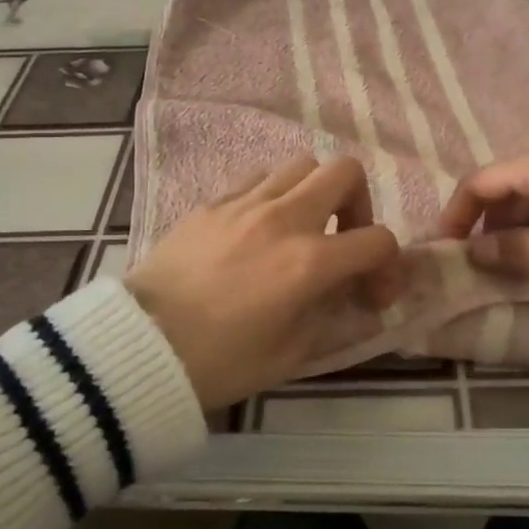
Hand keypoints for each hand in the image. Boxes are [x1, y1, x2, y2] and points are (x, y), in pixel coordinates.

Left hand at [126, 155, 403, 408]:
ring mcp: (245, 203)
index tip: (371, 293)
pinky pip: (258, 179)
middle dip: (357, 204)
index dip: (388, 266)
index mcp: (309, 262)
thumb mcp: (292, 353)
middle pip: (344, 172)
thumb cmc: (219, 362)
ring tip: (299, 230)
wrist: (141, 346)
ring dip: (313, 194)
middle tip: (342, 239)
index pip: (377, 239)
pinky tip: (258, 230)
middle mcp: (284, 219)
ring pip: (300, 166)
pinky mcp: (213, 202)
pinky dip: (273, 196)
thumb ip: (330, 311)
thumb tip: (344, 288)